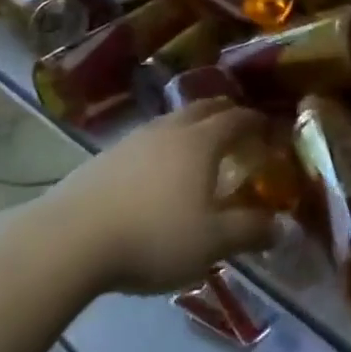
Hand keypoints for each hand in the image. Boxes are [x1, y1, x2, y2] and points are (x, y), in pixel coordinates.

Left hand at [51, 100, 278, 295]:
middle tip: (237, 125)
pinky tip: (155, 170)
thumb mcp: (211, 242)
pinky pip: (146, 140)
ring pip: (171, 122)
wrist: (70, 239)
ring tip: (197, 145)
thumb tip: (280, 226)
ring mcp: (133, 140)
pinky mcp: (104, 157)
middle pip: (202, 109)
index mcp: (200, 142)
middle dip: (224, 113)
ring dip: (190, 126)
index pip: (236, 119)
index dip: (255, 121)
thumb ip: (249, 231)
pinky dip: (162, 145)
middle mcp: (169, 130)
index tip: (268, 127)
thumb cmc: (153, 237)